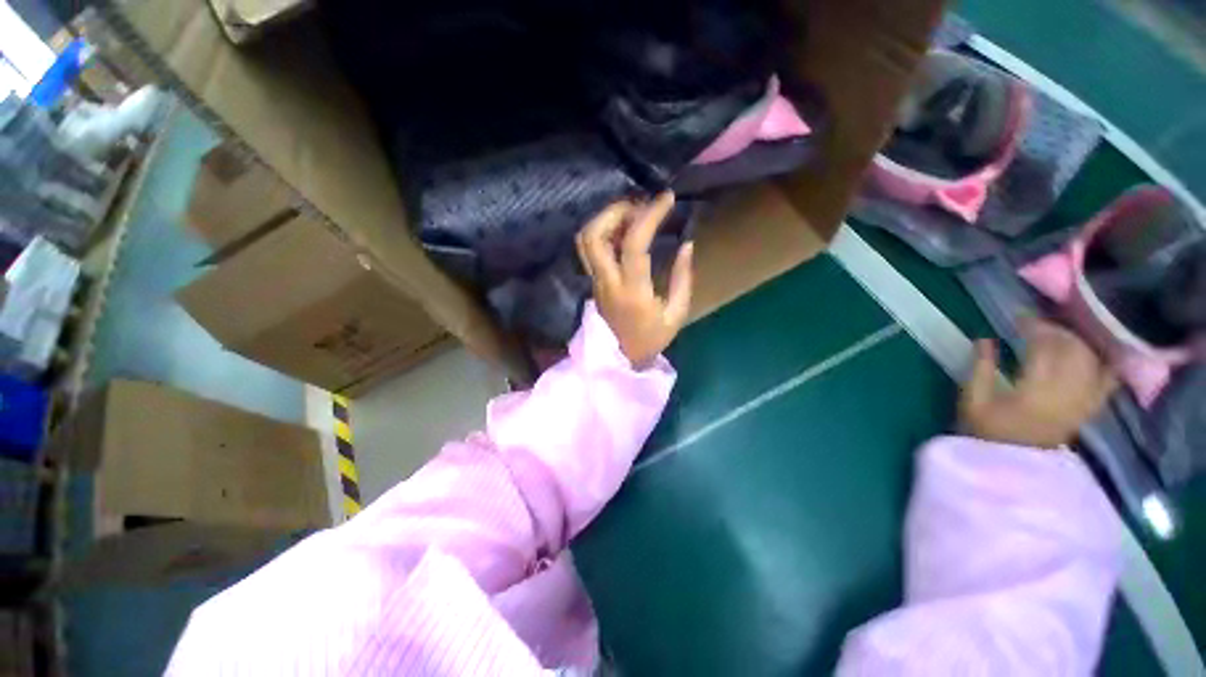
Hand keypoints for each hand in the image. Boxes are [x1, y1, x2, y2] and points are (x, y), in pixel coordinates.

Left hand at [575, 192, 694, 367]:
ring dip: (606, 219)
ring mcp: (594, 281)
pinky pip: (589, 248)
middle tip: (641, 206)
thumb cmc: (650, 340)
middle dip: (616, 211)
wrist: (618, 360)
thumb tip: (686, 244)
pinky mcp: (591, 281)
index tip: (667, 199)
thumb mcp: (675, 315)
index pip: (633, 244)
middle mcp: (606, 282)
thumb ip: (682, 278)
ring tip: (632, 215)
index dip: (649, 216)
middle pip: (594, 235)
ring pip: (585, 239)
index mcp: (631, 291)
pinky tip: (623, 231)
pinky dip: (603, 230)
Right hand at [960, 320, 1117, 449]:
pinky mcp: (1089, 409)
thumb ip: (980, 368)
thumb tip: (984, 339)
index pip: (1044, 348)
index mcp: (1035, 391)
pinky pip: (1108, 382)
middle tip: (1037, 324)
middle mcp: (1067, 393)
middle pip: (1074, 350)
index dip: (1034, 327)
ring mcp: (1082, 402)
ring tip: (1060, 334)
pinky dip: (1108, 363)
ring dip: (1078, 342)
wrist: (1013, 467)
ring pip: (1092, 360)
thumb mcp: (973, 401)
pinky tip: (1102, 351)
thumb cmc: (986, 432)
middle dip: (1057, 330)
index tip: (1019, 317)